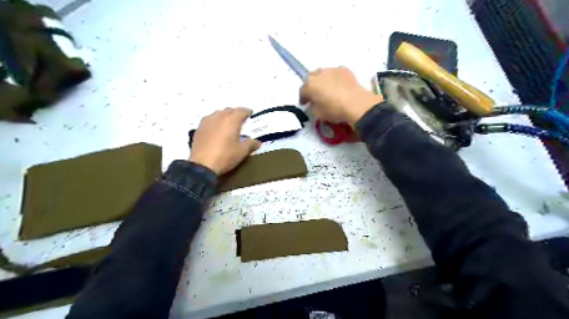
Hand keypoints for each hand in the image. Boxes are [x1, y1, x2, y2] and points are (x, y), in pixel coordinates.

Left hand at [191, 109, 261, 174]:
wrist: (203, 165)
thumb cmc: (225, 156)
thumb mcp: (242, 152)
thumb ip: (251, 144)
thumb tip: (257, 142)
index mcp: (231, 121)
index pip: (241, 111)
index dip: (247, 111)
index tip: (250, 113)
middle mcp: (219, 117)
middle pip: (229, 110)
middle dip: (236, 112)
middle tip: (241, 118)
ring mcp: (207, 122)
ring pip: (218, 113)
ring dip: (225, 115)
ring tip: (229, 121)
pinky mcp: (199, 129)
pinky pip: (210, 119)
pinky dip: (216, 120)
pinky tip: (216, 127)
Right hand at [299, 66, 383, 123]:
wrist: (356, 104)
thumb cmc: (334, 110)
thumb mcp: (318, 113)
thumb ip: (313, 105)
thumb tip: (314, 102)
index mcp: (310, 85)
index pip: (302, 91)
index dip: (303, 98)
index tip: (305, 103)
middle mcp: (319, 74)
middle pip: (311, 78)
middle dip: (311, 86)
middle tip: (315, 95)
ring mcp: (332, 70)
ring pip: (323, 74)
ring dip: (322, 81)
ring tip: (327, 89)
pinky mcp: (344, 70)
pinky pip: (335, 73)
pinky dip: (334, 79)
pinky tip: (338, 86)